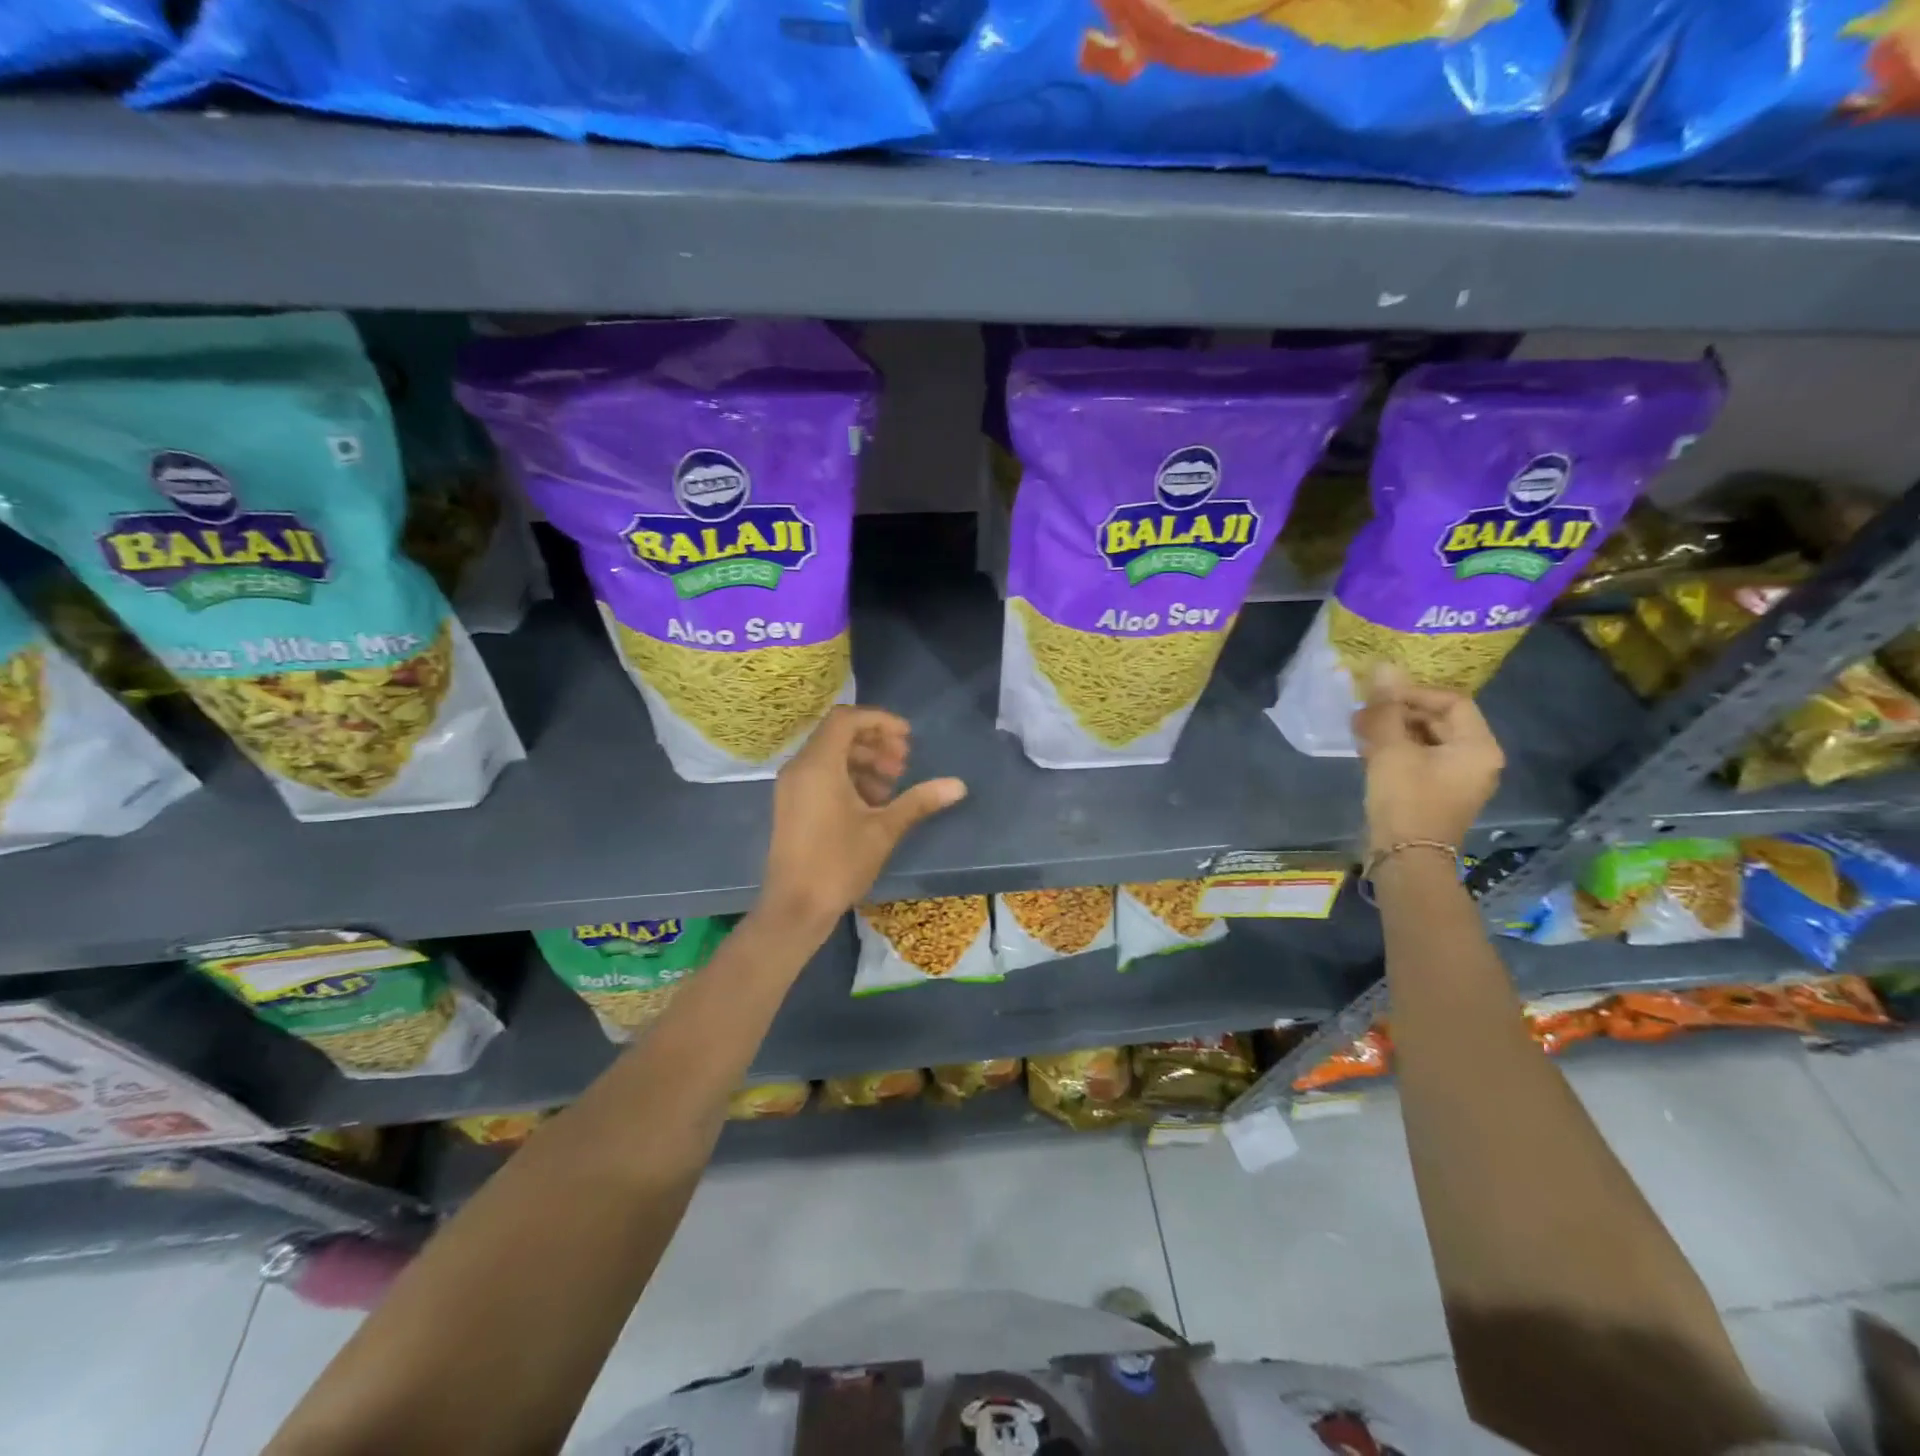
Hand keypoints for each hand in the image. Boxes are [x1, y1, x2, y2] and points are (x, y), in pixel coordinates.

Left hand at [758, 706, 966, 931]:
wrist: (795, 908)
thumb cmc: (839, 863)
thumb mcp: (884, 829)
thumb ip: (919, 800)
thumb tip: (959, 785)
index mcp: (818, 765)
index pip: (846, 718)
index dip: (880, 721)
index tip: (907, 738)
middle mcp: (800, 768)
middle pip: (838, 735)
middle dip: (875, 742)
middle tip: (904, 763)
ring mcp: (792, 787)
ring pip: (830, 756)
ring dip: (864, 761)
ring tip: (893, 785)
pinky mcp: (792, 804)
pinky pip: (821, 775)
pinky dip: (848, 777)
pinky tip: (872, 802)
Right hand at [1352, 665, 1502, 853]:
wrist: (1405, 858)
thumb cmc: (1406, 800)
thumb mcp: (1392, 750)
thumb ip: (1387, 709)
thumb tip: (1384, 668)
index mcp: (1478, 746)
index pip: (1451, 701)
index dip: (1414, 693)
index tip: (1379, 695)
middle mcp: (1476, 760)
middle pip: (1439, 720)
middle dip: (1399, 712)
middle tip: (1364, 711)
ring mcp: (1457, 778)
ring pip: (1425, 740)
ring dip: (1393, 730)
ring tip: (1359, 728)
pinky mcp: (1436, 792)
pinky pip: (1419, 759)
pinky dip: (1395, 749)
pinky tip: (1367, 748)